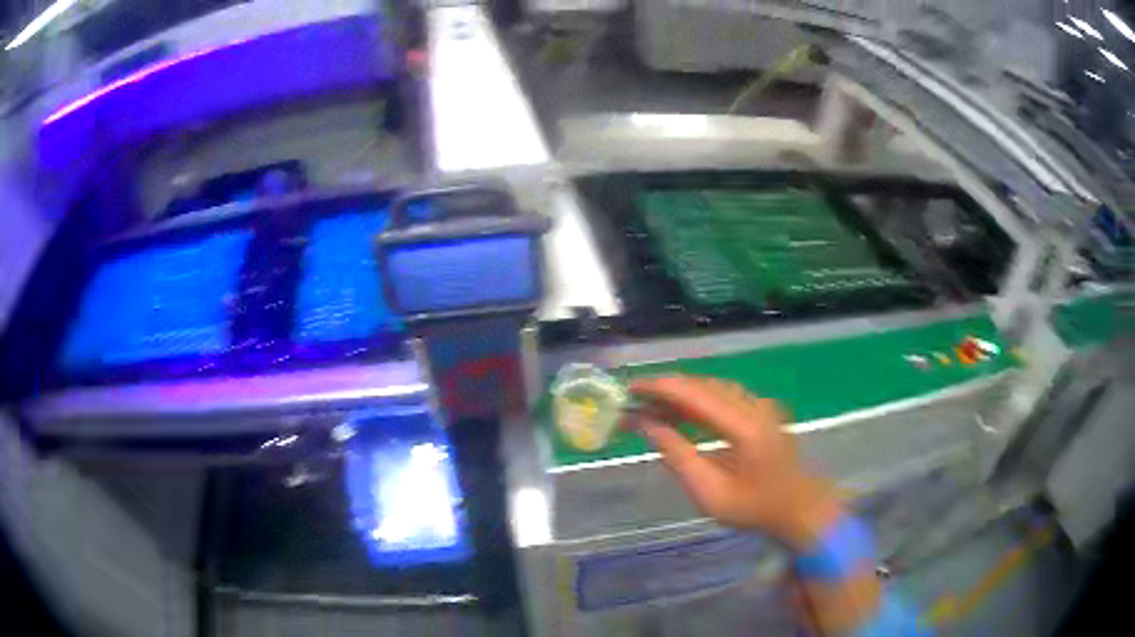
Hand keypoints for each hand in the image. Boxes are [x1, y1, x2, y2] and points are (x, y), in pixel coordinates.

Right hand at [626, 376, 843, 549]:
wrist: (797, 509)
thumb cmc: (753, 508)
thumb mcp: (709, 492)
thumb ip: (678, 456)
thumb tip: (647, 425)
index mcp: (744, 426)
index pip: (694, 394)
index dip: (659, 388)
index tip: (629, 390)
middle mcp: (754, 406)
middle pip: (703, 385)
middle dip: (666, 390)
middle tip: (634, 402)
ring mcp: (762, 405)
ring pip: (713, 387)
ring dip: (681, 394)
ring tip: (652, 408)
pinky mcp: (763, 410)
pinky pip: (724, 395)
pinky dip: (698, 400)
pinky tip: (681, 413)